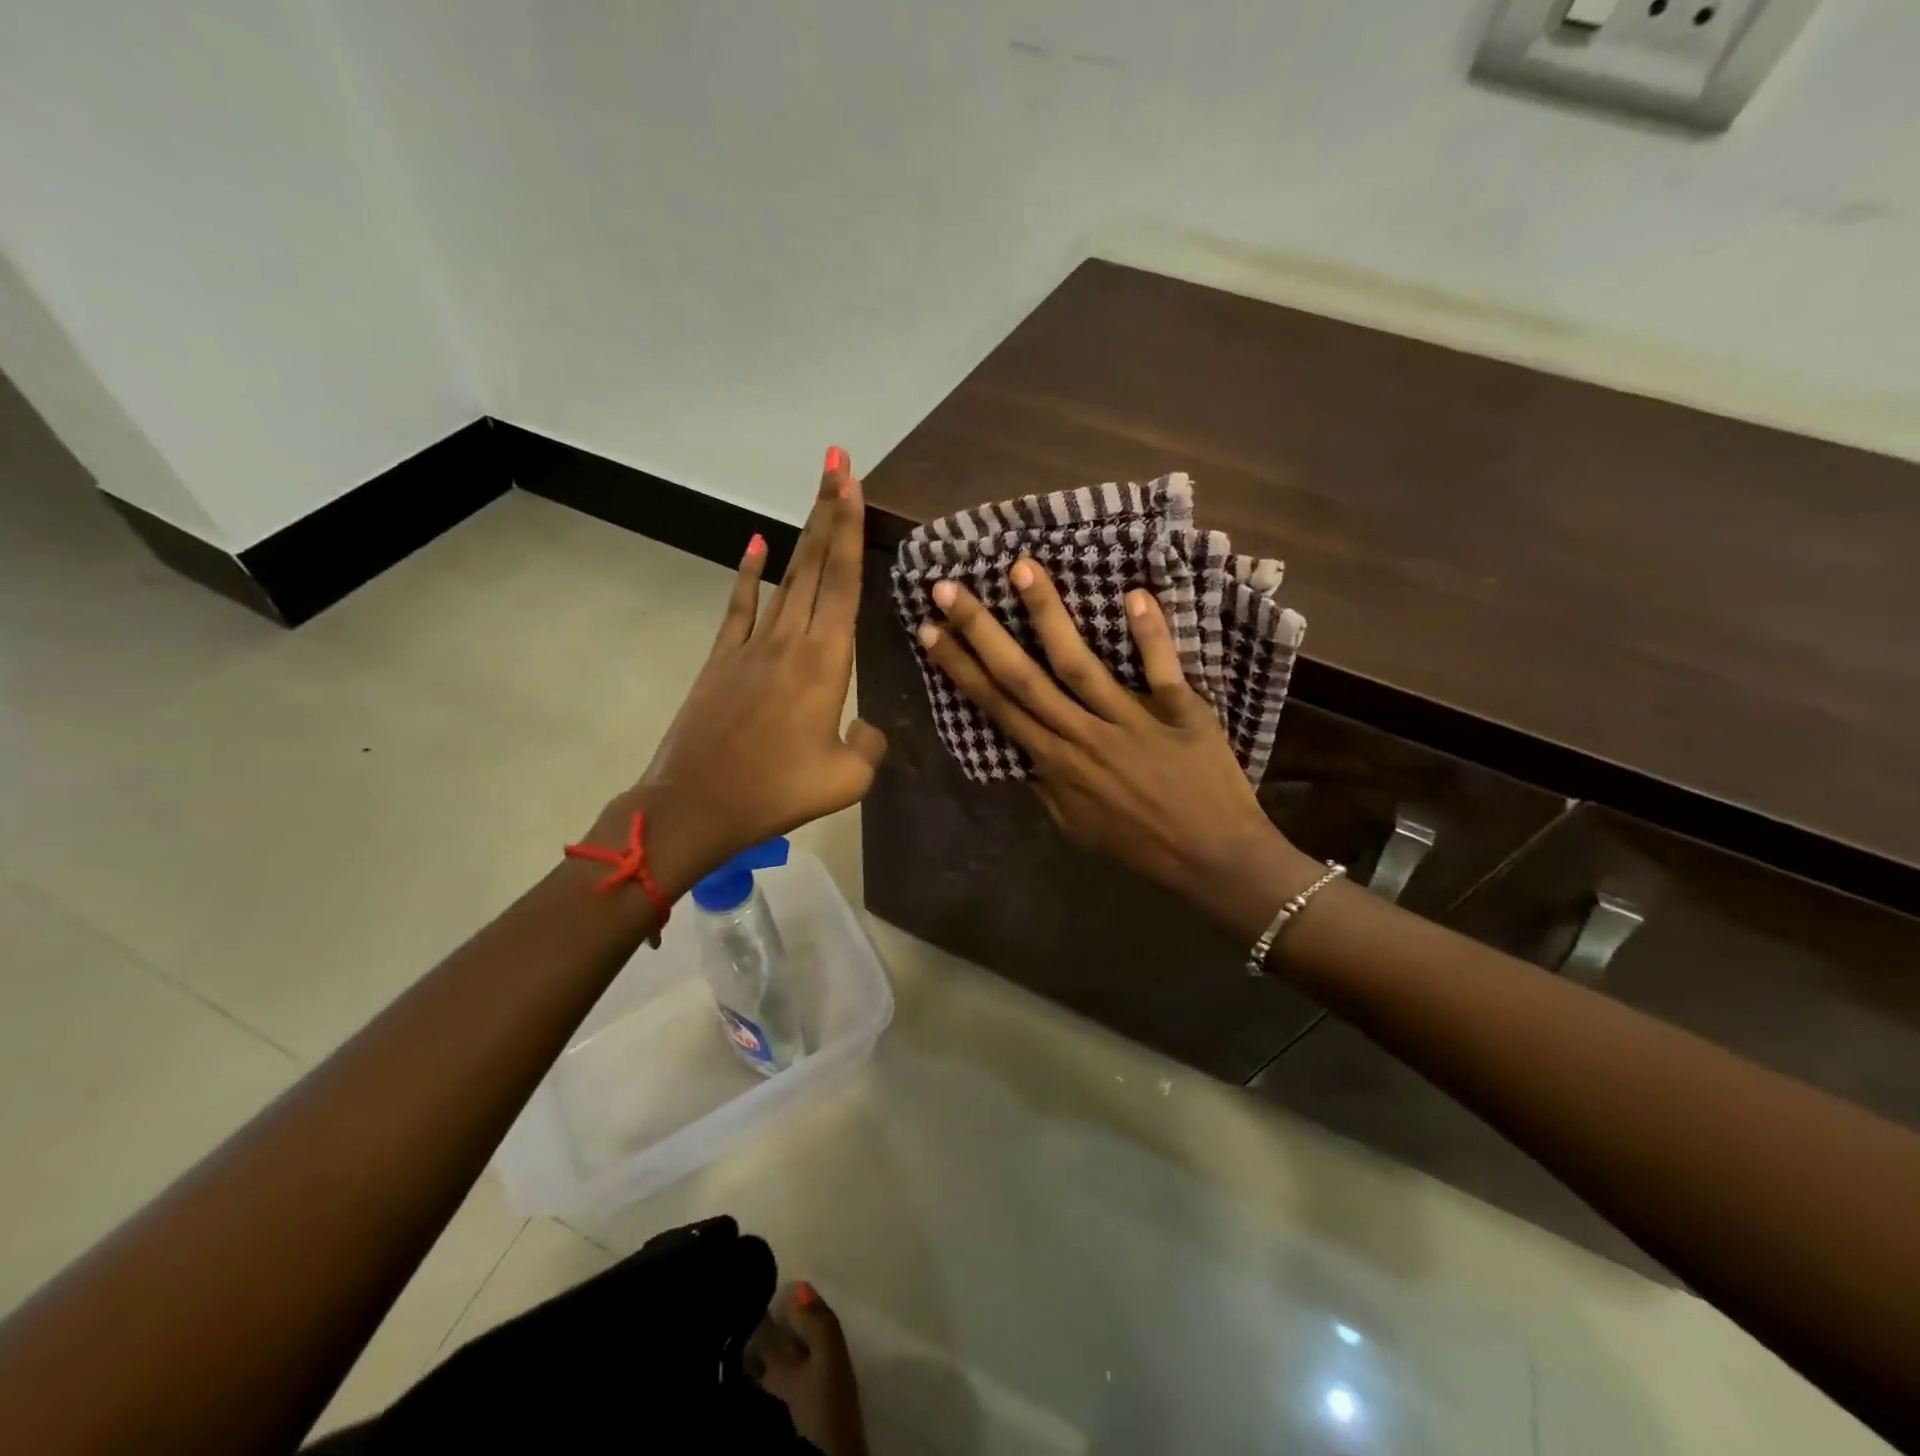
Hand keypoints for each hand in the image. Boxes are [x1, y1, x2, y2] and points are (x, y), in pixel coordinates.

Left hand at [603, 449, 886, 898]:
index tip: (852, 484)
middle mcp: (790, 640)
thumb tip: (866, 726)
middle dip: (829, 512)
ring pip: (785, 578)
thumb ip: (869, 744)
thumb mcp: (846, 779)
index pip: (843, 583)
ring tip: (817, 494)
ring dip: (802, 534)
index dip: (850, 531)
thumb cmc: (776, 792)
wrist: (696, 806)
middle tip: (838, 463)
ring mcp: (752, 646)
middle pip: (815, 565)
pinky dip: (749, 572)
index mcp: (825, 663)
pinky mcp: (723, 659)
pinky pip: (741, 606)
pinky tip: (757, 542)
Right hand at [917, 560, 1318, 941]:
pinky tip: (1133, 593)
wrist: (1212, 860)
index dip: (960, 667)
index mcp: (1056, 763)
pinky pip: (1162, 669)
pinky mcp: (1180, 712)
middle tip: (948, 588)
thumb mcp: (1076, 826)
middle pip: (1023, 677)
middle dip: (981, 631)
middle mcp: (1083, 735)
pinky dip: (1150, 634)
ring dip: (1048, 614)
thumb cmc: (1140, 843)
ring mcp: (1131, 721)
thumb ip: (1046, 785)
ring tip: (1022, 568)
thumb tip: (1021, 750)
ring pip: (1079, 663)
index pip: (997, 706)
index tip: (930, 630)